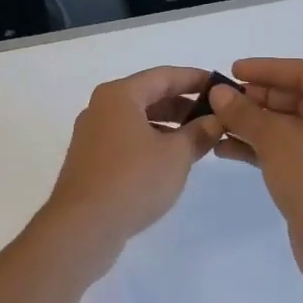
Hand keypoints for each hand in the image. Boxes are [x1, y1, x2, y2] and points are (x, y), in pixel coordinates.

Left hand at [42, 67, 223, 248]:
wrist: (82, 227)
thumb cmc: (133, 180)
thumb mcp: (176, 155)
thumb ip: (199, 133)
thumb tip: (214, 121)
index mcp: (119, 95)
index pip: (164, 76)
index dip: (195, 79)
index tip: (221, 85)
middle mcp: (101, 108)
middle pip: (149, 96)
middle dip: (183, 104)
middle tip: (215, 115)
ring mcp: (92, 135)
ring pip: (138, 120)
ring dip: (169, 126)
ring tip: (198, 140)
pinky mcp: (90, 161)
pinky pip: (127, 140)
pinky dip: (151, 142)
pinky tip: (171, 161)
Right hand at [208, 58, 302, 258]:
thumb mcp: (274, 139)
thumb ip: (244, 112)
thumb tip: (219, 93)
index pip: (302, 72)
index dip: (265, 68)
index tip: (232, 70)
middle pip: (293, 98)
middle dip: (255, 99)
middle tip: (221, 100)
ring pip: (286, 125)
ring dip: (252, 124)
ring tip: (216, 124)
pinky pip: (286, 149)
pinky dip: (259, 146)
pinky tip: (225, 149)